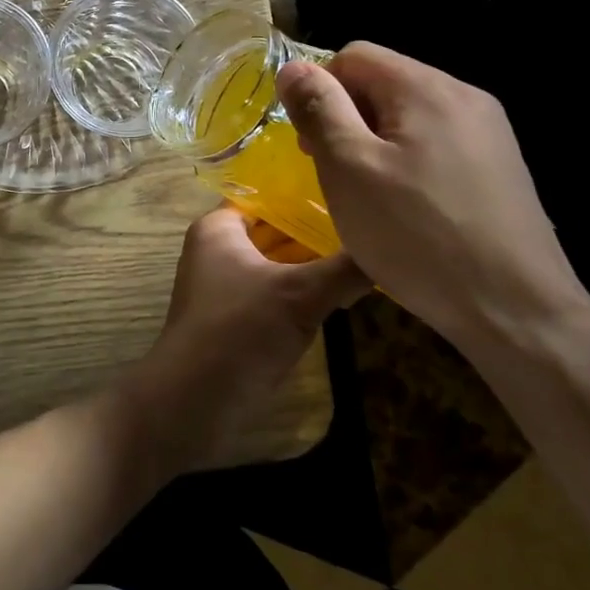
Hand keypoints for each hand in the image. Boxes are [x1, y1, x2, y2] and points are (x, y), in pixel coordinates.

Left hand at [120, 207, 366, 473]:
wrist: (194, 400)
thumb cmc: (240, 329)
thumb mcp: (300, 293)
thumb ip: (346, 267)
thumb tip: (395, 247)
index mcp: (219, 228)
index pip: (268, 195)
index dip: (307, 192)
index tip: (355, 188)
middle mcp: (219, 249)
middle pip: (275, 228)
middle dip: (318, 229)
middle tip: (373, 224)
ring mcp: (228, 286)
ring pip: (279, 262)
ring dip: (315, 262)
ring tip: (370, 252)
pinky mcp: (239, 318)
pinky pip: (277, 292)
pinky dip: (305, 290)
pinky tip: (345, 292)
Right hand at [274, 44, 589, 347]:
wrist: (516, 310)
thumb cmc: (417, 235)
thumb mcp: (349, 169)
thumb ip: (320, 110)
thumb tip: (293, 68)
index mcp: (427, 88)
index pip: (354, 55)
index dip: (320, 91)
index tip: (310, 143)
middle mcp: (464, 97)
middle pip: (384, 82)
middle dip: (346, 118)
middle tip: (332, 172)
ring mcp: (489, 133)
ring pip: (408, 116)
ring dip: (374, 143)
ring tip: (366, 194)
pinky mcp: (499, 167)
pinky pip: (436, 144)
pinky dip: (406, 163)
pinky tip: (405, 208)